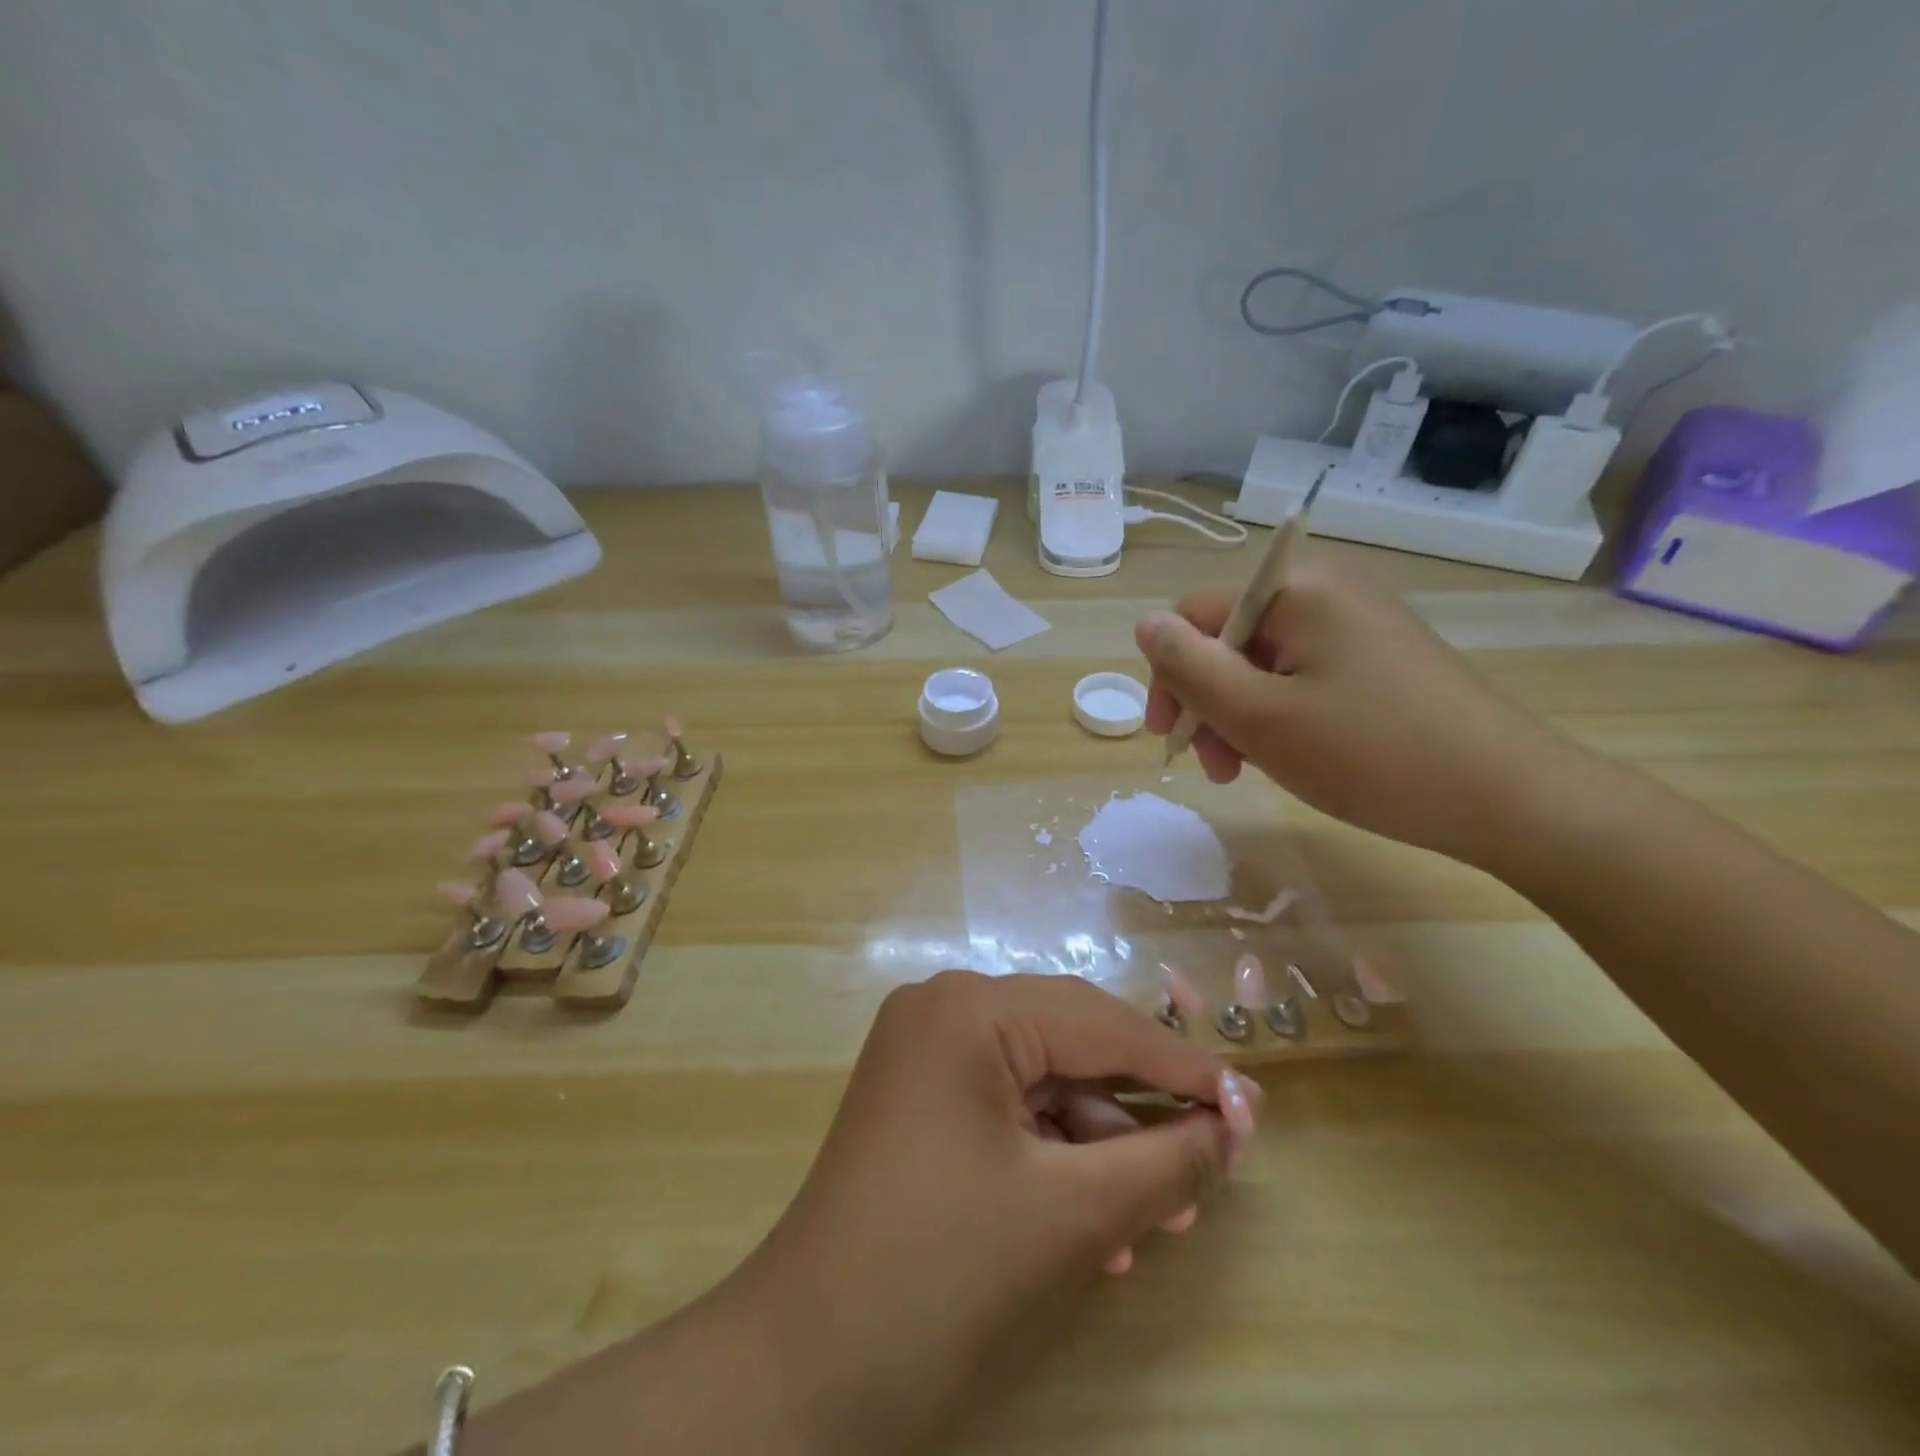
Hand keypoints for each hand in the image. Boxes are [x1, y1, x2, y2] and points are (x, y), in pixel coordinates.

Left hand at [735, 971, 1260, 1452]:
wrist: (806, 1369)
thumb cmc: (942, 1272)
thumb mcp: (1072, 1213)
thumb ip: (1165, 1161)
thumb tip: (1232, 1126)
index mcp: (970, 1008)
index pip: (1100, 1023)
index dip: (1181, 1067)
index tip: (1251, 1105)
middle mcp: (944, 1009)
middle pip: (1071, 1045)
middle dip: (1141, 1110)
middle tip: (1215, 1158)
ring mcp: (926, 1052)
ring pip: (1043, 1081)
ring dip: (1103, 1145)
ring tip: (1161, 1215)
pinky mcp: (921, 1098)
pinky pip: (1008, 1108)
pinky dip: (1056, 1157)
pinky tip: (1100, 1224)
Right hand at [1135, 558, 1579, 866]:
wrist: (1510, 798)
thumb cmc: (1370, 754)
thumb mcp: (1258, 715)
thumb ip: (1190, 666)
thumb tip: (1145, 623)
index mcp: (1297, 591)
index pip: (1194, 614)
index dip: (1170, 674)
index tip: (1171, 737)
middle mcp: (1328, 593)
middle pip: (1228, 639)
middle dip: (1207, 702)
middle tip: (1213, 766)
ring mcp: (1359, 626)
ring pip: (1263, 665)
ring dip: (1238, 716)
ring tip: (1245, 771)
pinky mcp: (1380, 660)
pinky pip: (1303, 679)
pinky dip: (1279, 717)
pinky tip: (1289, 757)